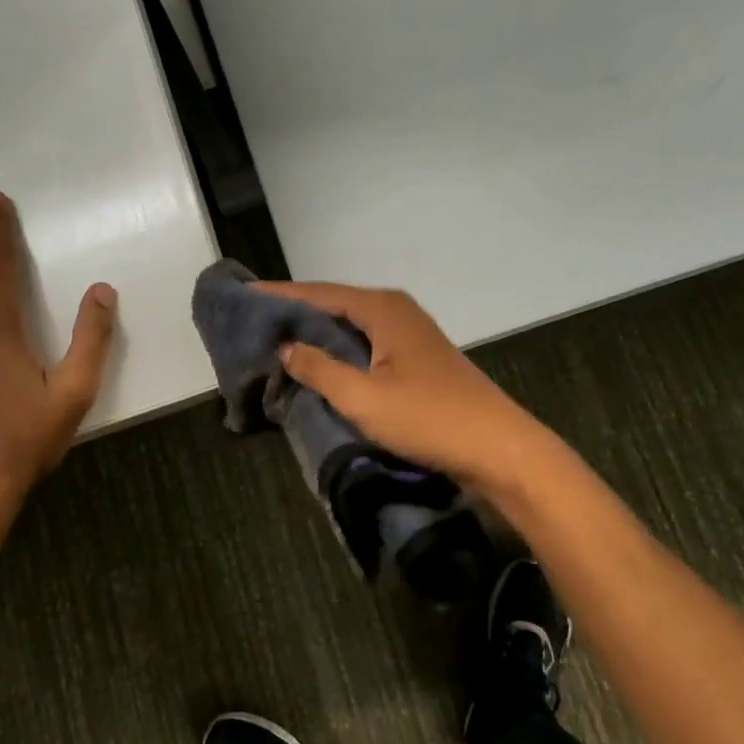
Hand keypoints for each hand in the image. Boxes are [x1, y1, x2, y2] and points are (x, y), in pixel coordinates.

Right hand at [258, 281, 550, 492]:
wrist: (499, 449)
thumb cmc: (428, 418)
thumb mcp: (363, 397)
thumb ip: (319, 369)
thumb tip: (285, 346)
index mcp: (382, 309)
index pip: (318, 293)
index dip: (279, 294)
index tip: (244, 294)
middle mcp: (396, 311)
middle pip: (334, 304)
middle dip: (295, 311)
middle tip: (254, 321)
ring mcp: (410, 335)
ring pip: (351, 325)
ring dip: (316, 332)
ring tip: (277, 341)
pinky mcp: (417, 359)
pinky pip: (366, 344)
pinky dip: (339, 350)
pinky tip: (320, 365)